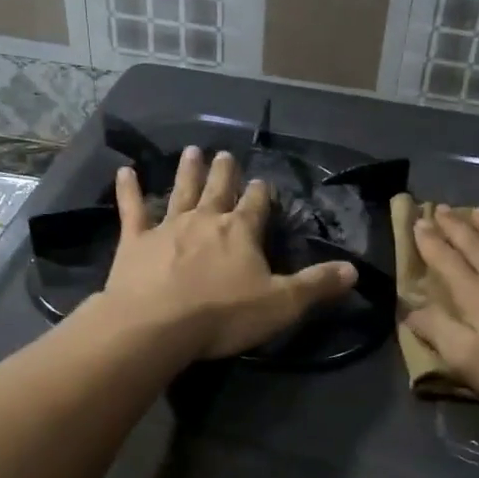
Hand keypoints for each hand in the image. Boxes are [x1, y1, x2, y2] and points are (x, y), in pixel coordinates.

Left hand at [100, 147, 357, 359]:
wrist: (157, 326)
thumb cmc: (222, 315)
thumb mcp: (281, 304)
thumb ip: (316, 285)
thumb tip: (354, 270)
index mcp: (241, 232)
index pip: (255, 206)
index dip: (260, 195)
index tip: (261, 183)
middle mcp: (205, 220)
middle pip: (218, 190)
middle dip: (224, 173)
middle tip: (225, 154)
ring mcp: (168, 227)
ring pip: (180, 191)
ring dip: (187, 172)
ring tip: (191, 151)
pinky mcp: (135, 241)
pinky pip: (132, 209)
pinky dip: (129, 190)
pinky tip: (124, 172)